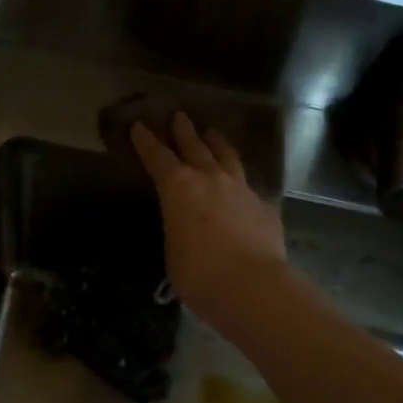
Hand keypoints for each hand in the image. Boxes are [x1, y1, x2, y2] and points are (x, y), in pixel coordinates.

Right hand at [131, 113, 287, 331]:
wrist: (251, 286)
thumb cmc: (198, 274)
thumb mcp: (173, 251)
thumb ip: (177, 230)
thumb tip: (186, 229)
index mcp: (177, 188)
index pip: (157, 156)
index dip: (145, 141)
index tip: (138, 126)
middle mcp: (209, 178)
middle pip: (195, 146)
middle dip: (184, 130)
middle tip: (179, 116)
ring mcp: (241, 189)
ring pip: (227, 157)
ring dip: (217, 143)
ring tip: (213, 133)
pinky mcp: (264, 205)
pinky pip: (249, 186)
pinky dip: (240, 182)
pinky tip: (241, 187)